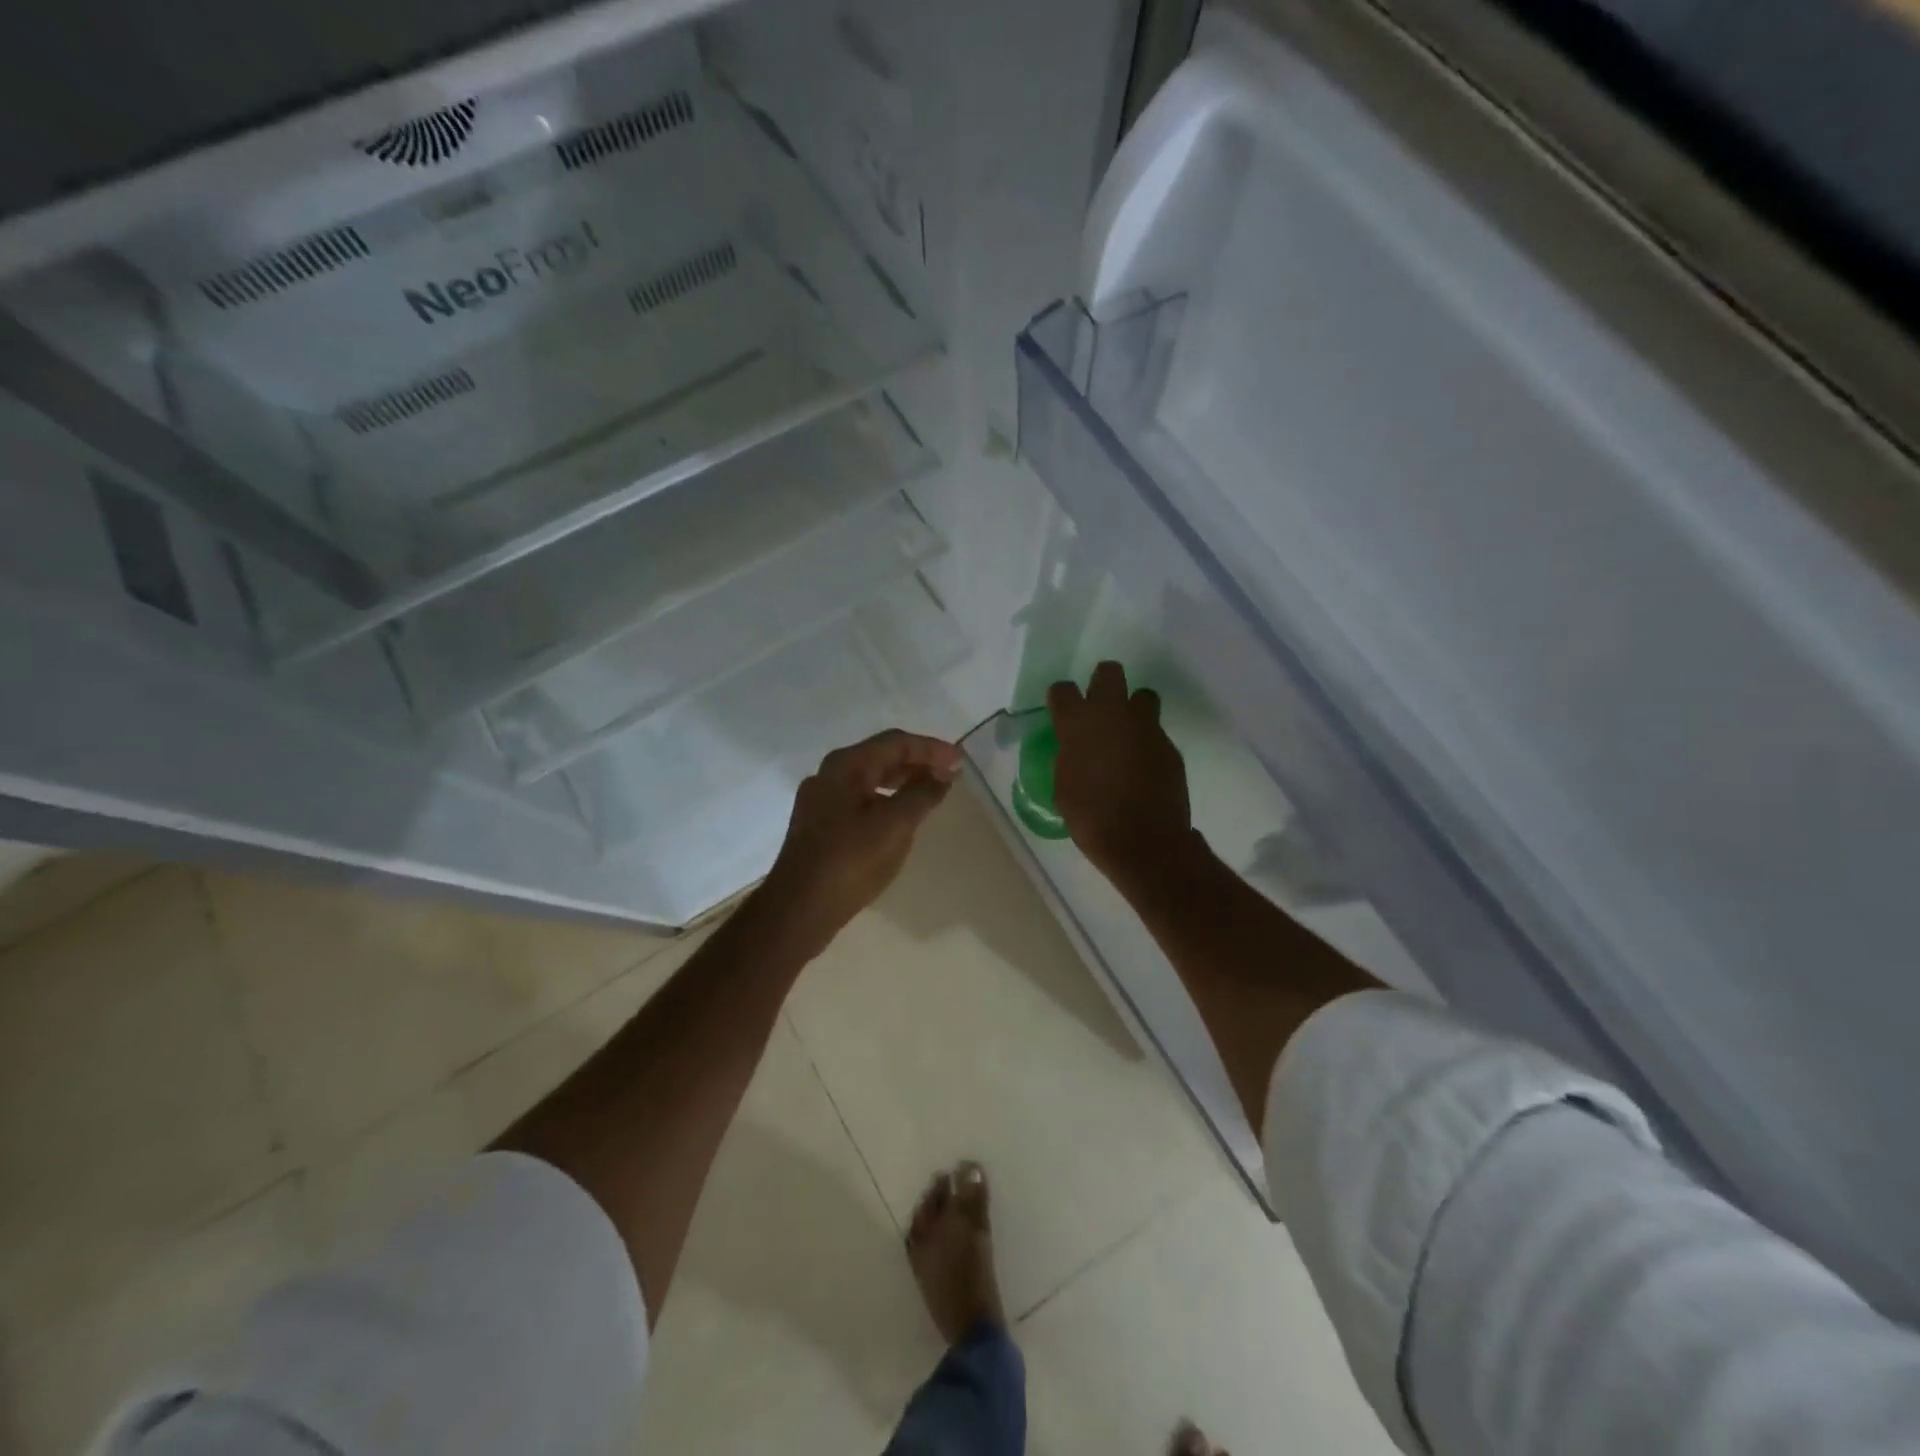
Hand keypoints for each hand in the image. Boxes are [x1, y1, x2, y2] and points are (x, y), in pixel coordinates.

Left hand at [758, 729, 962, 951]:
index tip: (960, 762)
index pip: (895, 743)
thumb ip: (923, 795)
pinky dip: (885, 801)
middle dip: (917, 764)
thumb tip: (943, 775)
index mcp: (845, 765)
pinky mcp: (818, 825)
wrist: (799, 908)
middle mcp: (828, 774)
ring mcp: (820, 801)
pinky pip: (859, 801)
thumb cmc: (850, 860)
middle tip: (948, 777)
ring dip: (902, 783)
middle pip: (880, 757)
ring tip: (930, 796)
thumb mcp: (895, 825)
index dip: (931, 749)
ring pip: (869, 780)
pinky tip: (899, 819)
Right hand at [1048, 661, 1193, 887]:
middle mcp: (1113, 714)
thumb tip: (1075, 749)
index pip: (1063, 690)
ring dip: (1133, 709)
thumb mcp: (1064, 787)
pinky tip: (1144, 767)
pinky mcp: (1169, 745)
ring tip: (1128, 735)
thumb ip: (1069, 757)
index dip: (1062, 699)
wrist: (1144, 842)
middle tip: (1100, 707)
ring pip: (1142, 696)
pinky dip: (1148, 743)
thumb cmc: (1091, 818)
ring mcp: (1146, 727)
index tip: (1063, 711)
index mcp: (1077, 724)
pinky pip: (1156, 732)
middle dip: (1103, 683)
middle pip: (1109, 672)